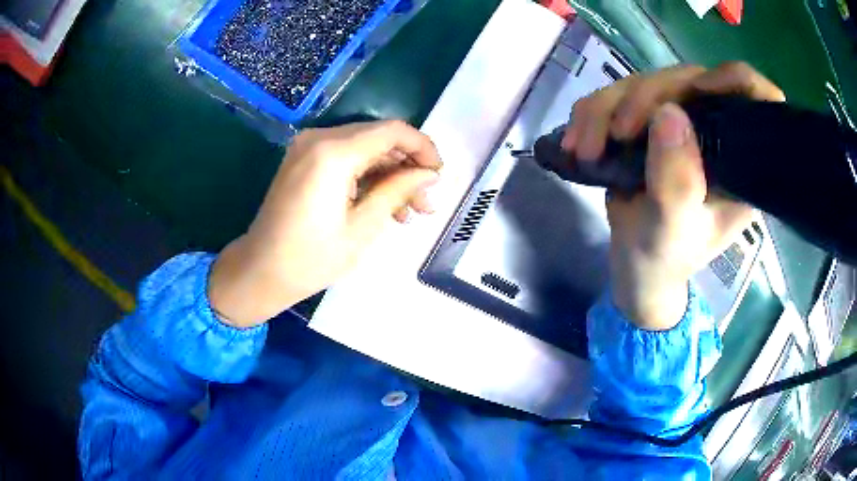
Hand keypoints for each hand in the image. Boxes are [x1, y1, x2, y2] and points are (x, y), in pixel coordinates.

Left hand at [209, 120, 441, 327]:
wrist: (260, 271)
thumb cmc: (310, 259)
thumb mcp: (363, 227)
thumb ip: (398, 191)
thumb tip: (430, 174)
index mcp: (333, 153)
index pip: (392, 132)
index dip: (423, 148)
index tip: (439, 175)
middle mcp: (319, 138)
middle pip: (379, 138)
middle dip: (407, 166)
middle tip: (426, 203)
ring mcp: (308, 147)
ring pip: (364, 148)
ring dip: (389, 174)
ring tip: (409, 211)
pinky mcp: (303, 159)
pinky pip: (345, 157)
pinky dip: (367, 175)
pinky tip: (383, 203)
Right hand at [563, 62, 784, 329]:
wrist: (636, 264)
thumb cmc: (664, 257)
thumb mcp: (672, 231)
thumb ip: (677, 181)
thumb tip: (669, 112)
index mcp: (739, 160)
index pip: (753, 99)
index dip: (733, 81)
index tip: (700, 90)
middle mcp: (716, 131)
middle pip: (688, 80)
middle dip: (644, 99)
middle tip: (615, 134)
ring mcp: (681, 121)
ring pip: (646, 82)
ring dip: (606, 109)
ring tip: (585, 149)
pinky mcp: (650, 120)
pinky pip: (618, 95)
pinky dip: (592, 114)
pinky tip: (578, 143)